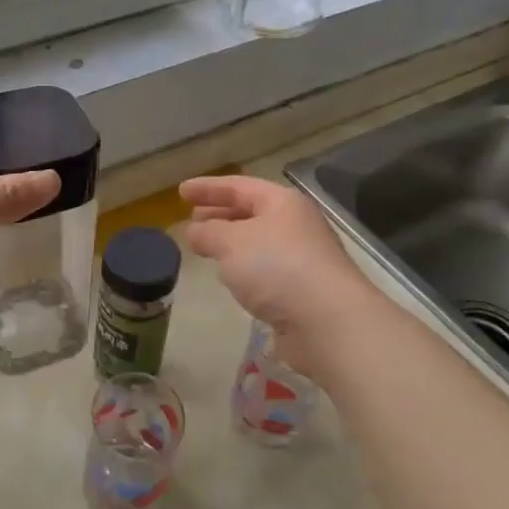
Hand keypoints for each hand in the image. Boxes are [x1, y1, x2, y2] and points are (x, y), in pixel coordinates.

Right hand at [180, 176, 379, 371]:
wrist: (328, 322)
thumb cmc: (277, 268)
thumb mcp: (231, 243)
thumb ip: (208, 233)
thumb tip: (195, 231)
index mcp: (282, 203)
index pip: (238, 187)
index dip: (208, 188)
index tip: (180, 192)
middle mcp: (296, 224)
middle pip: (251, 212)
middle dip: (220, 214)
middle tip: (192, 219)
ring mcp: (303, 258)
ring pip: (258, 242)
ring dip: (231, 242)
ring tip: (206, 248)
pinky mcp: (304, 290)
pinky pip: (266, 269)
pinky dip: (245, 268)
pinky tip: (231, 279)